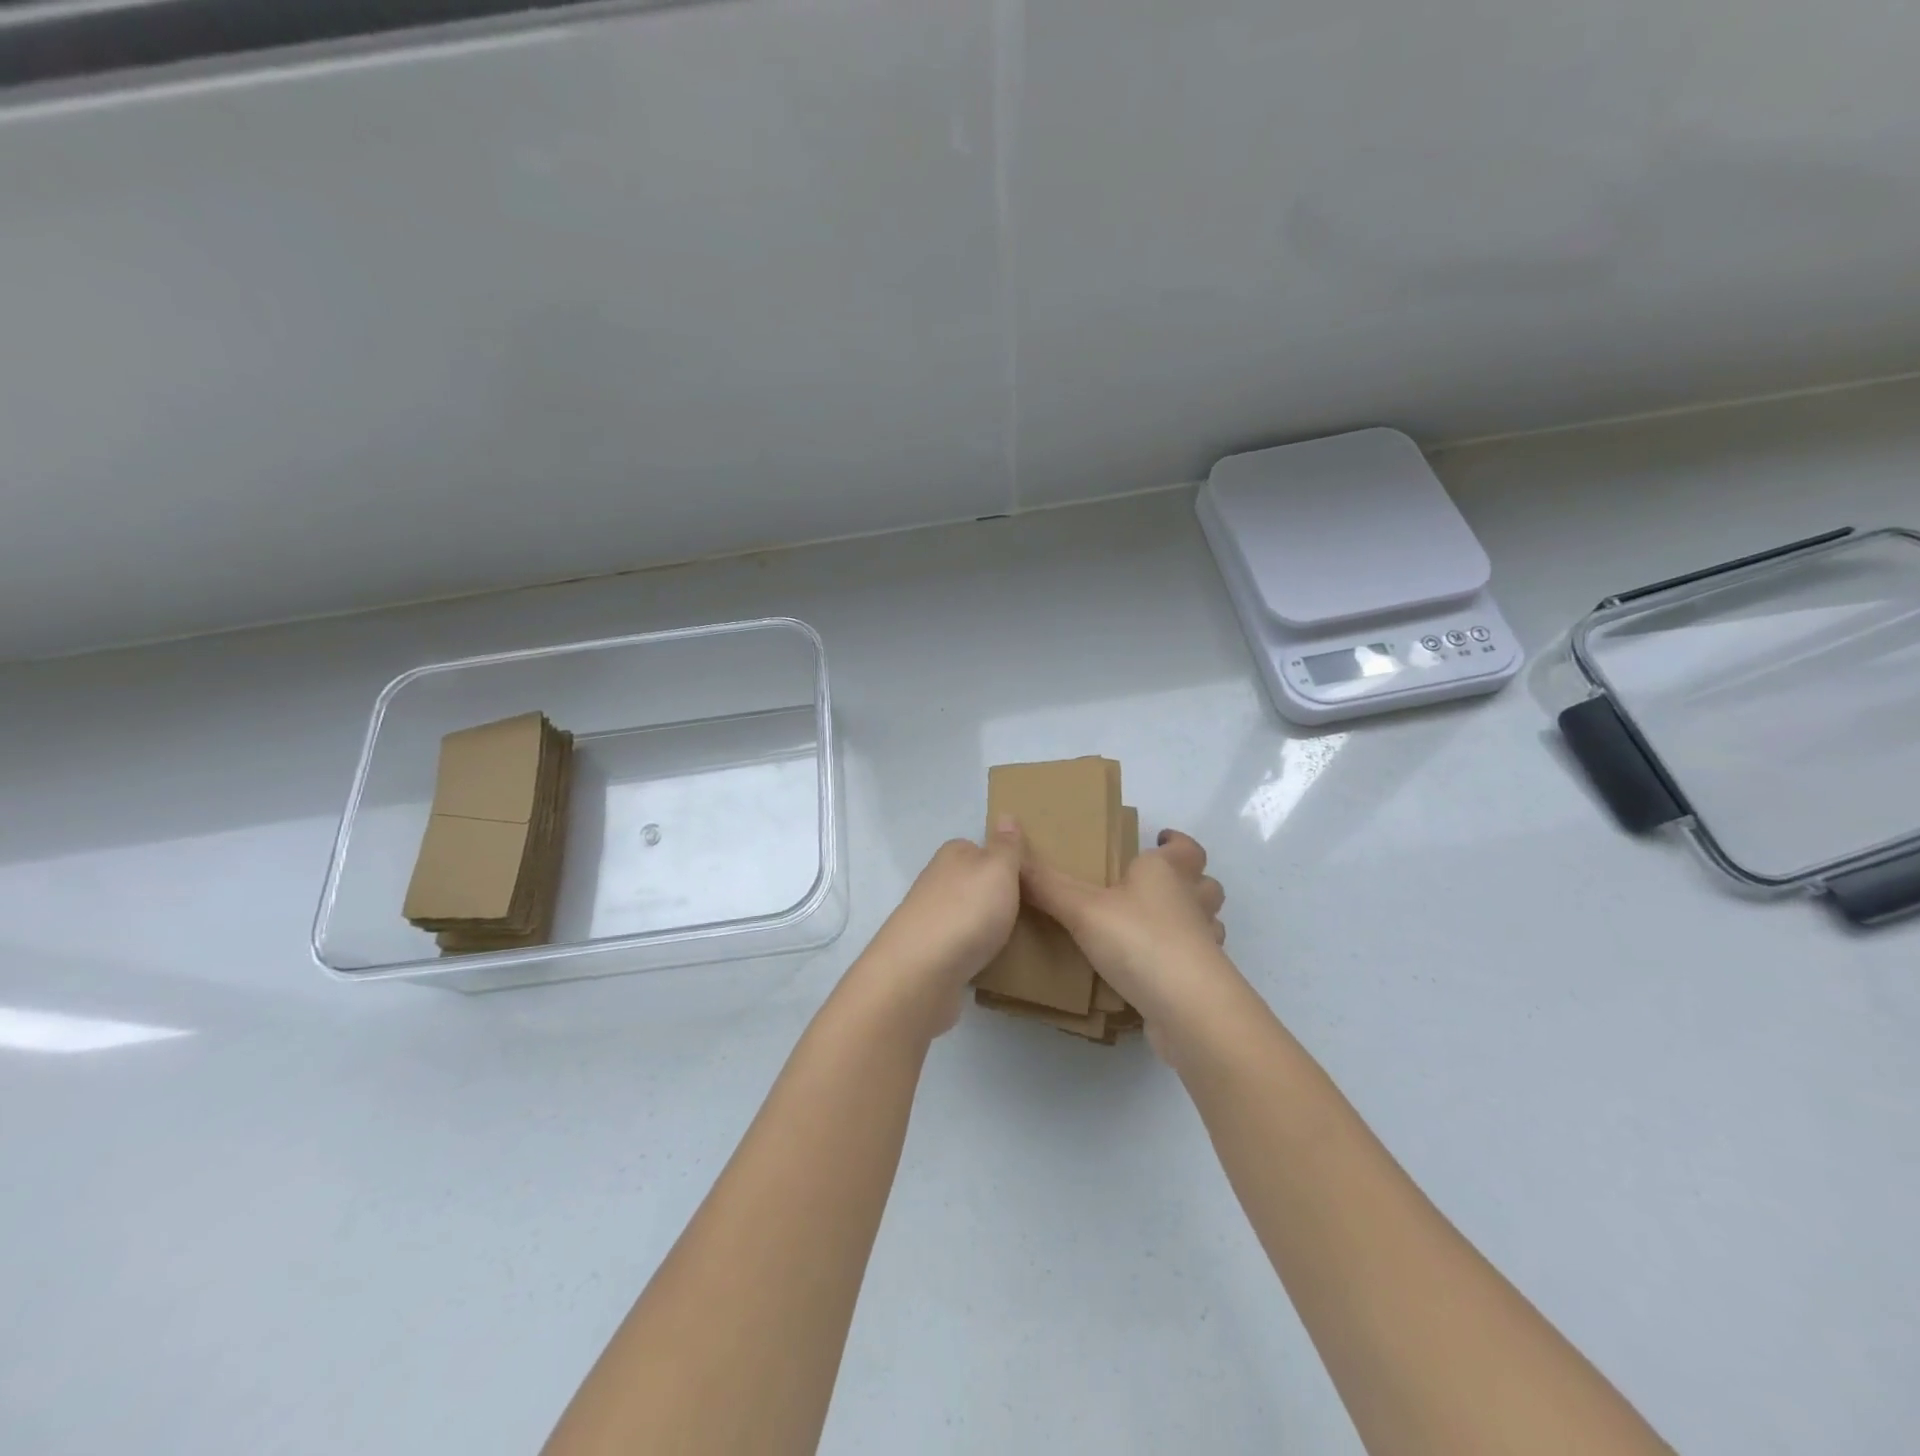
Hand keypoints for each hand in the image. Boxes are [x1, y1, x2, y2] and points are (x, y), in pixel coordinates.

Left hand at [853, 822, 1024, 1038]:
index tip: (1026, 881)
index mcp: (951, 855)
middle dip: (991, 895)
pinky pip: (955, 945)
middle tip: (1025, 911)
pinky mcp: (926, 953)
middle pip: (970, 882)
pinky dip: (968, 951)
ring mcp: (927, 918)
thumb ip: (1006, 846)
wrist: (921, 971)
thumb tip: (1004, 816)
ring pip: (962, 914)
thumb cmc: (968, 911)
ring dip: (979, 924)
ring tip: (1009, 938)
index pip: (979, 848)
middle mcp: (935, 881)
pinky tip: (984, 962)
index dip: (1002, 862)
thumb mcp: (999, 869)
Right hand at [1020, 829, 1236, 1051]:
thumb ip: (1046, 885)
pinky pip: (1194, 962)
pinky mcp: (1201, 982)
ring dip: (1190, 921)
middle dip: (1189, 881)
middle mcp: (1191, 903)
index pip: (1186, 849)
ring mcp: (1203, 945)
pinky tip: (1151, 971)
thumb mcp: (1082, 909)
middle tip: (1154, 886)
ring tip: (1154, 927)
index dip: (1176, 843)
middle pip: (1205, 884)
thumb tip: (1012, 855)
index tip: (1161, 840)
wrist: (1187, 1009)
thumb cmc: (1138, 940)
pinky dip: (1178, 961)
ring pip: (1207, 924)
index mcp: (1167, 873)